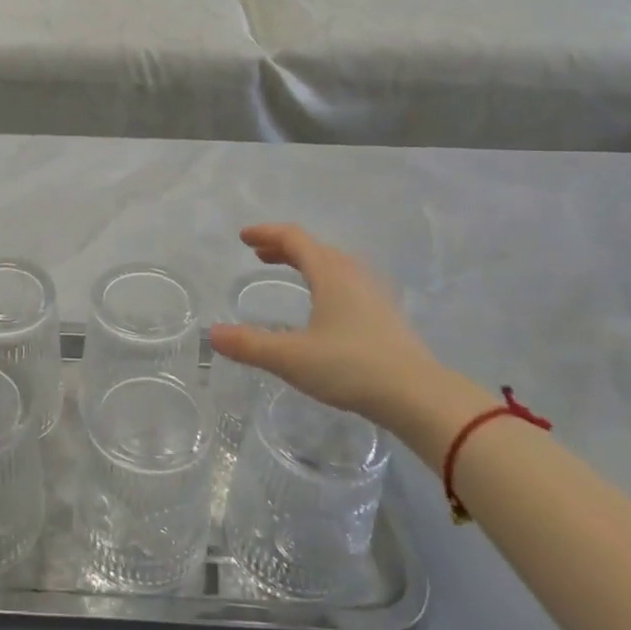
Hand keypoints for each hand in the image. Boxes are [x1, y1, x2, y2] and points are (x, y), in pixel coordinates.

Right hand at [208, 224, 453, 427]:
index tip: (244, 237)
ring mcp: (373, 294)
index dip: (266, 234)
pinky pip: (347, 283)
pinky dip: (324, 280)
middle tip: (260, 254)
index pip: (294, 239)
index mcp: (330, 274)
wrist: (417, 395)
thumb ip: (250, 345)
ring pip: (334, 265)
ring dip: (307, 263)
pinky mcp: (385, 315)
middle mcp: (352, 275)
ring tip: (290, 273)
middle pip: (314, 248)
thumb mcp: (291, 357)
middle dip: (284, 247)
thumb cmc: (351, 367)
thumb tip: (213, 334)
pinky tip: (323, 306)